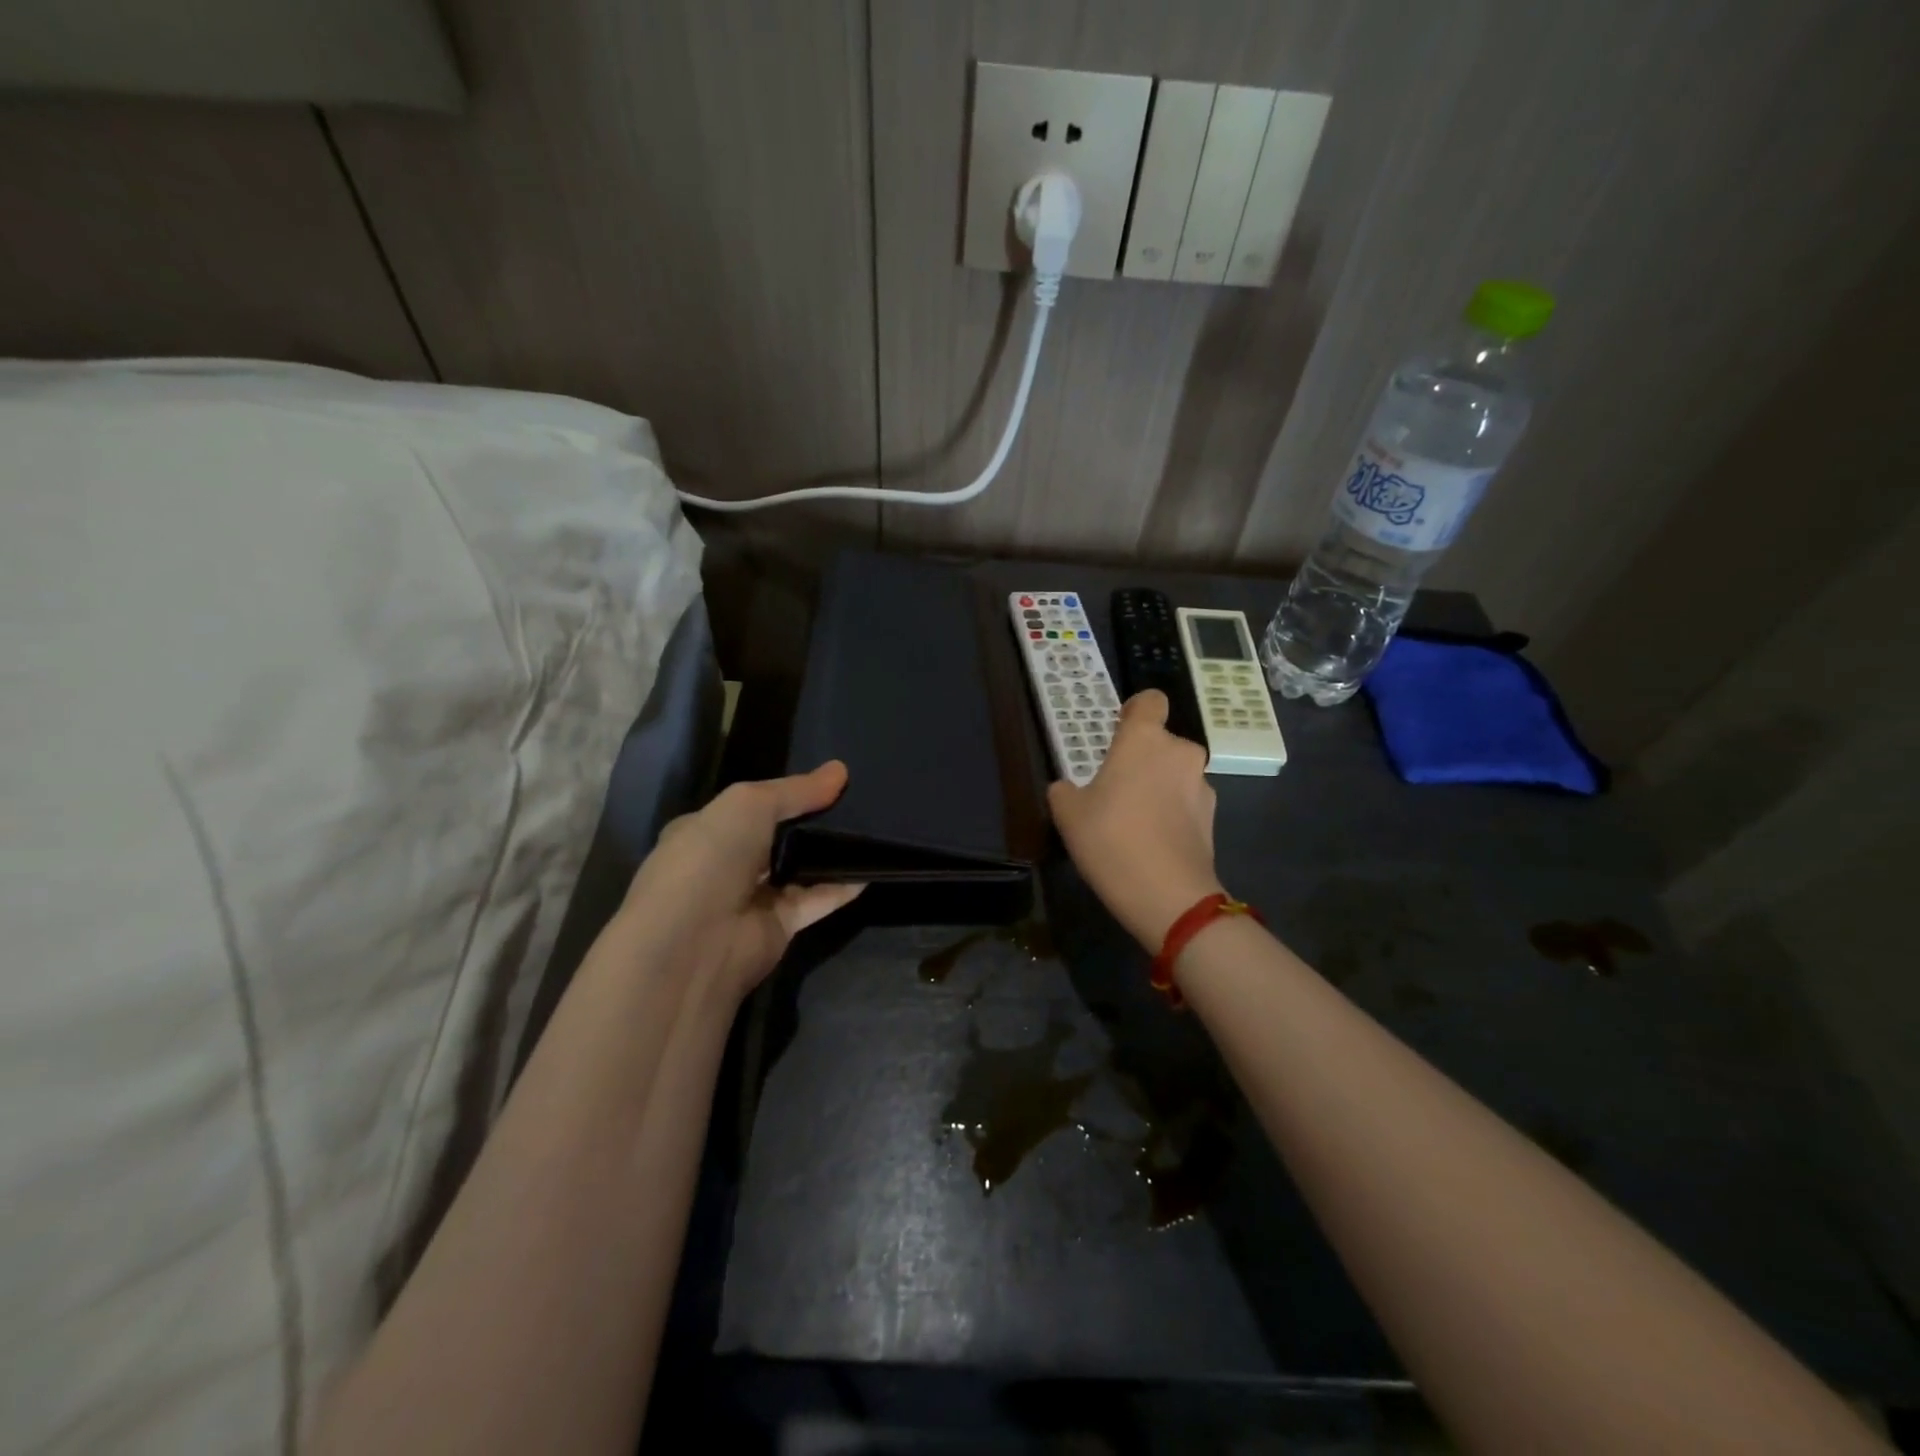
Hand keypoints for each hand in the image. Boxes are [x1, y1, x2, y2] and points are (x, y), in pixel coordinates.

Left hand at [619, 761, 864, 1005]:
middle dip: (812, 821)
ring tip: (871, 827)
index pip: (748, 807)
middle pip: (777, 837)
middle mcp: (727, 864)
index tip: (827, 781)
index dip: (784, 794)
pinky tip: (871, 868)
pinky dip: (841, 886)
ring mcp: (753, 898)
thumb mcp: (749, 804)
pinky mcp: (779, 927)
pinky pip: (816, 900)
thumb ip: (796, 790)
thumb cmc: (710, 858)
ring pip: (799, 869)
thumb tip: (840, 770)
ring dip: (829, 853)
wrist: (692, 944)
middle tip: (858, 800)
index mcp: (704, 830)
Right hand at [1048, 690, 1223, 949]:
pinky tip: (1152, 842)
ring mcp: (1201, 785)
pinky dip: (1172, 813)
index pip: (1149, 700)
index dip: (1135, 711)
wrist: (1168, 895)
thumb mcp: (1068, 814)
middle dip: (1141, 759)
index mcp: (1144, 739)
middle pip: (1160, 742)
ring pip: (1174, 773)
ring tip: (1134, 822)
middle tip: (1115, 789)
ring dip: (1158, 786)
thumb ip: (1065, 791)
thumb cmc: (1110, 839)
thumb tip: (1068, 788)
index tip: (1118, 731)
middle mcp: (1179, 752)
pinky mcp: (1213, 817)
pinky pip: (1186, 802)